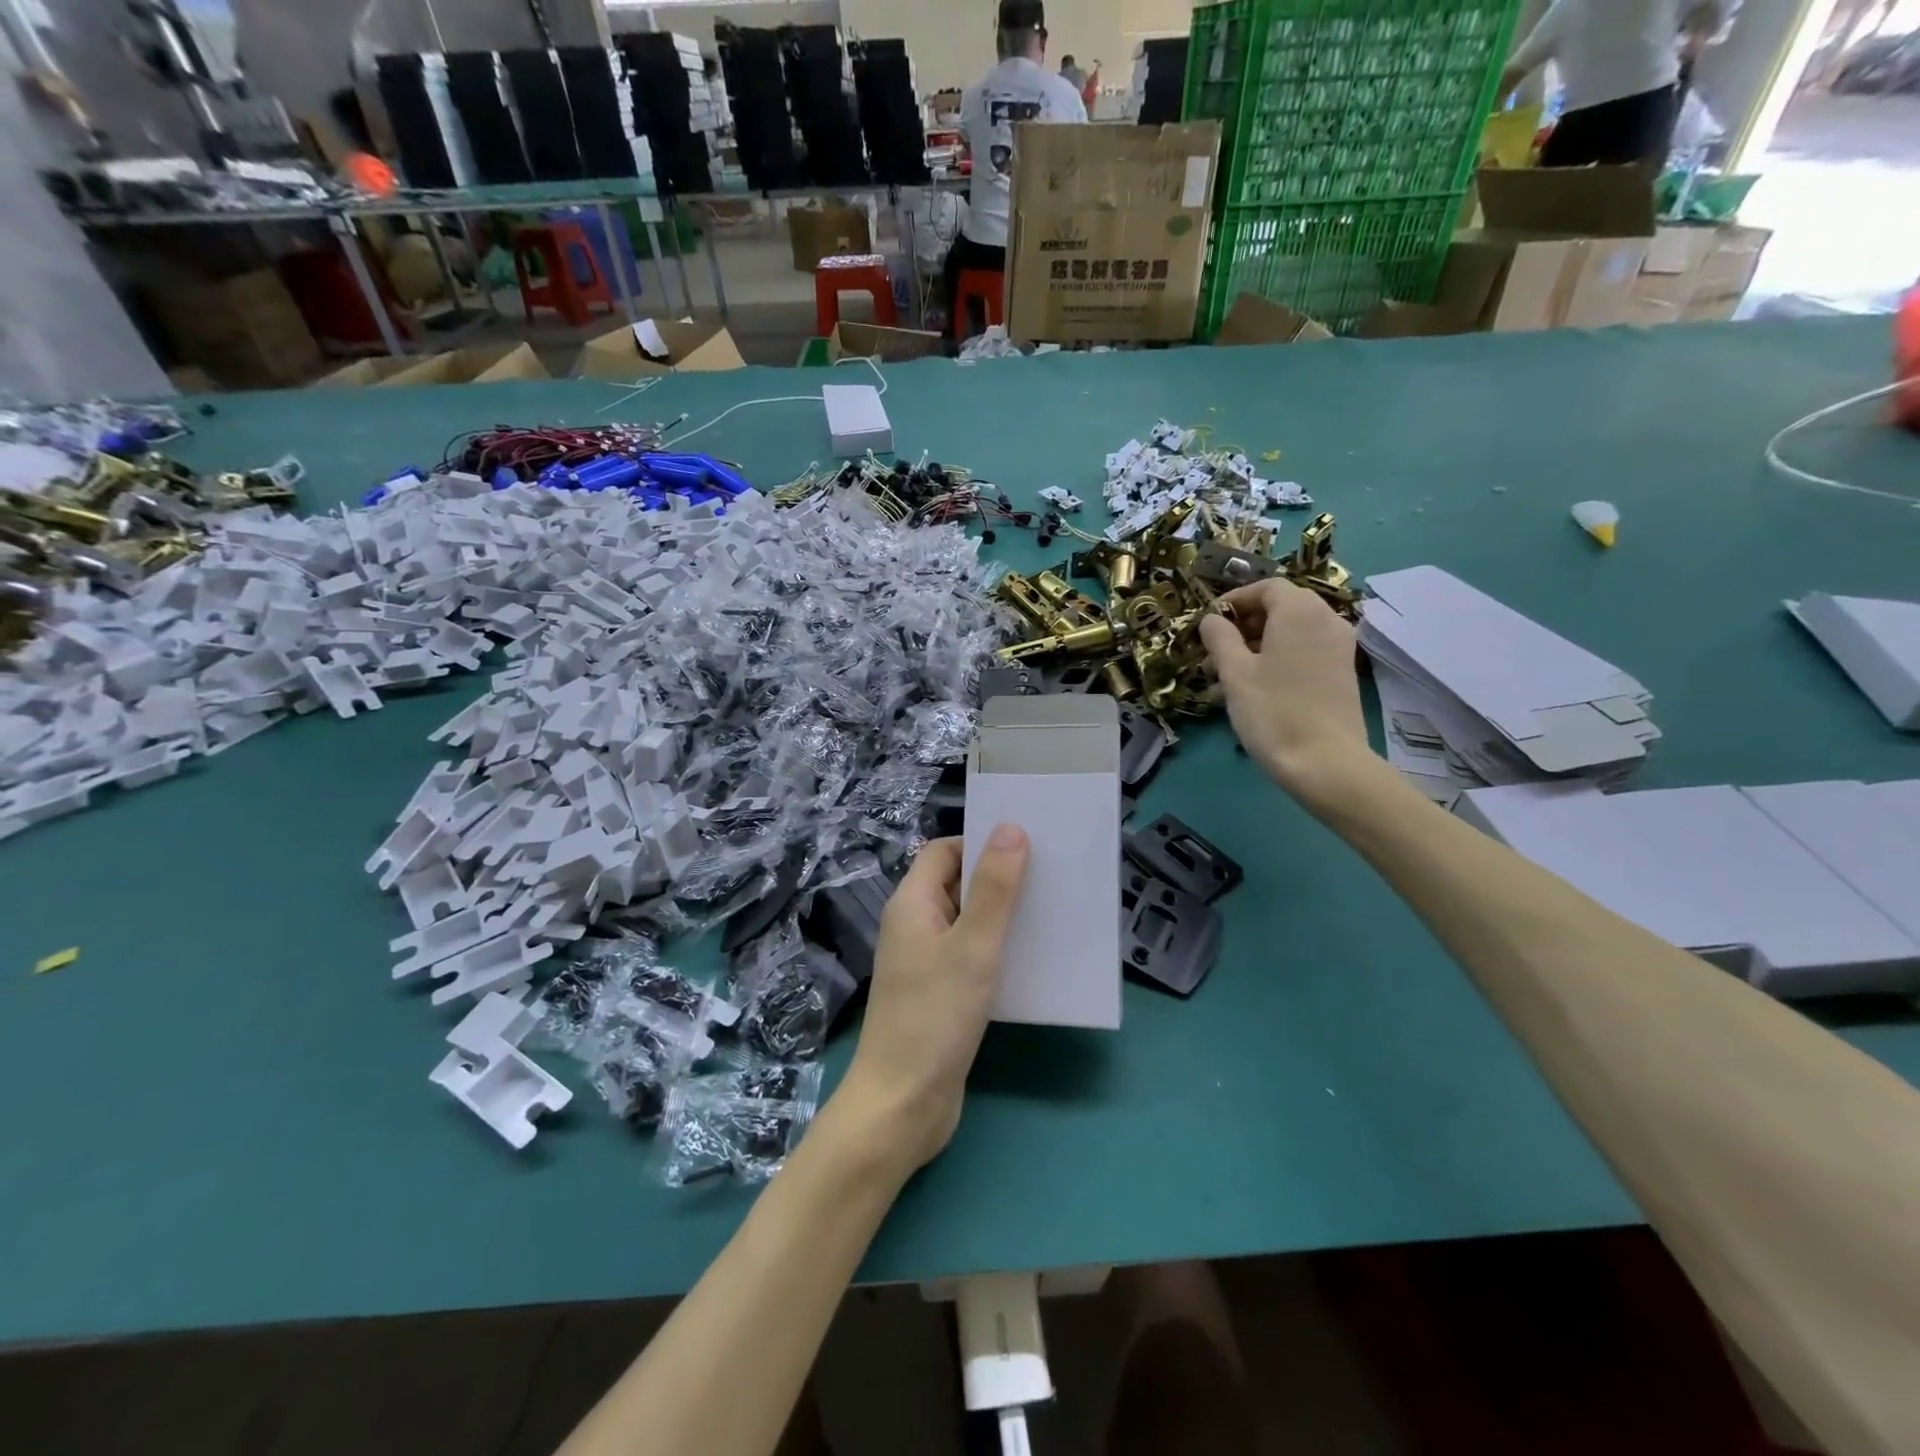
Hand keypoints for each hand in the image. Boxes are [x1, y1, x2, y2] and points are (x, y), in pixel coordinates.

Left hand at [835, 830, 1029, 1174]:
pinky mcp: (940, 993)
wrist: (903, 1105)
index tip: (1028, 843)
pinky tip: (1034, 959)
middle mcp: (915, 926)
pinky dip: (999, 950)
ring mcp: (925, 961)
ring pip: (968, 922)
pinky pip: (971, 956)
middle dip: (999, 877)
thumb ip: (994, 888)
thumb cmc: (935, 1016)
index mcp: (912, 903)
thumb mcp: (973, 946)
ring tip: (1052, 912)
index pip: (944, 851)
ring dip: (1003, 915)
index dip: (981, 841)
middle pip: (957, 883)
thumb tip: (1010, 829)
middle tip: (1051, 875)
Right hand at [1199, 581, 1369, 807]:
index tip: (1208, 624)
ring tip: (1225, 677)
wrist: (1326, 763)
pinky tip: (1253, 689)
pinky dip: (1277, 659)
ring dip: (1256, 646)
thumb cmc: (1273, 711)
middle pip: (1280, 608)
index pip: (1266, 587)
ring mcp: (1339, 647)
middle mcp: (1326, 620)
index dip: (1234, 601)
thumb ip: (1220, 638)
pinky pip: (1304, 652)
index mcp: (1300, 611)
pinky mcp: (1342, 673)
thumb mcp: (1235, 673)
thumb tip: (1211, 619)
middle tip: (1213, 653)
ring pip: (1290, 633)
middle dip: (1243, 626)